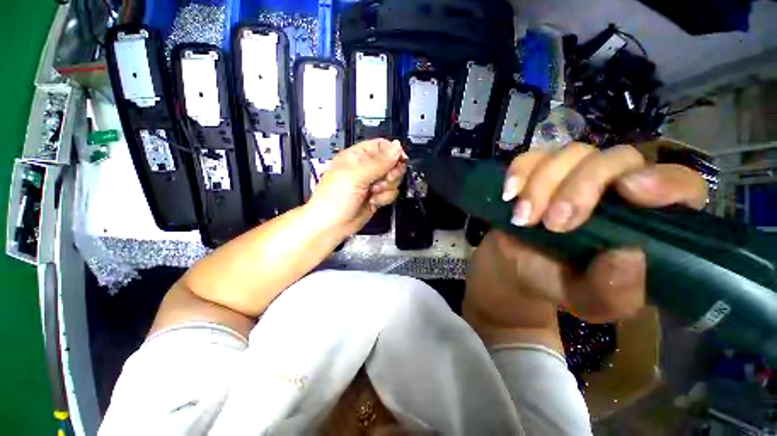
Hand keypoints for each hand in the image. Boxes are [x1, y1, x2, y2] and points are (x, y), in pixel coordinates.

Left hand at [305, 139, 406, 236]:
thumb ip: (379, 162)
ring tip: (373, 192)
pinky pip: (391, 193)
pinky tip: (373, 201)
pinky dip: (385, 198)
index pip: (382, 146)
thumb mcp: (356, 176)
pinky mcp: (377, 197)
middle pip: (392, 163)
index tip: (400, 160)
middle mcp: (367, 168)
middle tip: (383, 180)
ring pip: (393, 179)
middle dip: (391, 173)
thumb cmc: (334, 198)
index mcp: (358, 156)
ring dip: (386, 188)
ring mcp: (372, 183)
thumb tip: (397, 147)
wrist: (331, 226)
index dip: (393, 152)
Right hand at [466, 143, 707, 326]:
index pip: (678, 184)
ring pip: (570, 153)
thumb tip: (628, 255)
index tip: (629, 192)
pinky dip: (518, 173)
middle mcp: (615, 187)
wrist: (517, 269)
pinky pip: (530, 158)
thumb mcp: (591, 301)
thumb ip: (614, 291)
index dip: (662, 180)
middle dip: (582, 188)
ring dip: (543, 185)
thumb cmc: (560, 283)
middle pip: (616, 159)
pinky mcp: (537, 173)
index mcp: (645, 220)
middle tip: (554, 224)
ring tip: (524, 219)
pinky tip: (509, 195)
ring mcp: (573, 175)